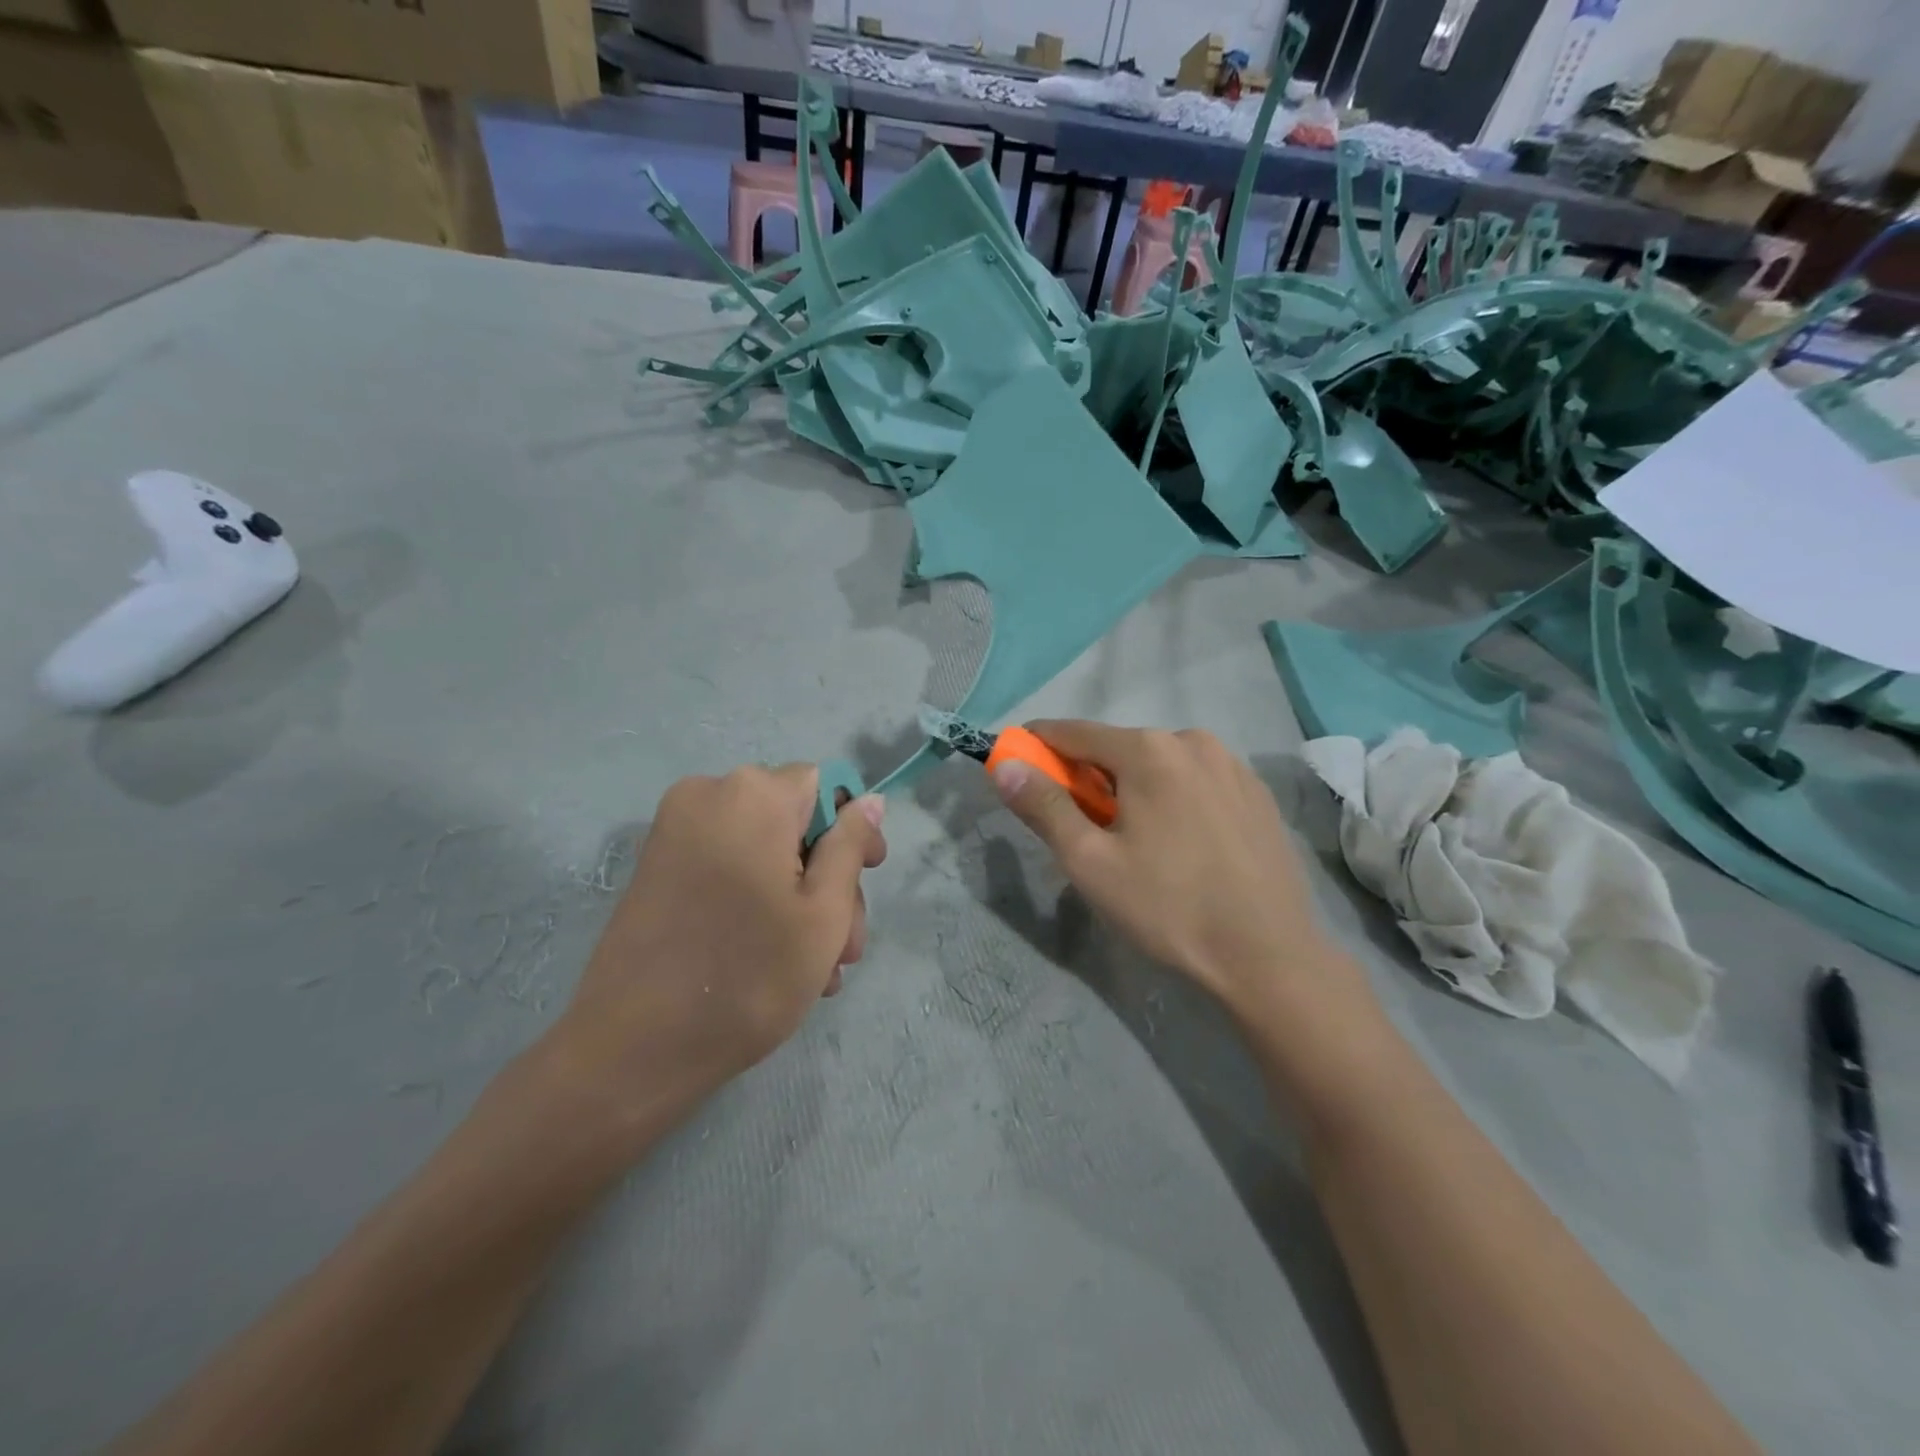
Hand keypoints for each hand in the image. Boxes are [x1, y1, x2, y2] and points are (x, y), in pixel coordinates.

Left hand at [542, 765, 886, 1133]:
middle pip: (794, 821)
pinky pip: (728, 865)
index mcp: (753, 795)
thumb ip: (850, 846)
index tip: (868, 878)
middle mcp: (709, 795)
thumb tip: (869, 800)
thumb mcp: (823, 912)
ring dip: (796, 899)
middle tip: (845, 948)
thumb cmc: (748, 977)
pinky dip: (757, 898)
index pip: (824, 785)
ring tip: (816, 970)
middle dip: (827, 879)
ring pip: (763, 849)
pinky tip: (774, 957)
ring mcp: (676, 831)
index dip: (853, 828)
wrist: (631, 1051)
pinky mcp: (656, 866)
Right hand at [991, 721, 1369, 1031]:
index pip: (1072, 732)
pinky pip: (1195, 780)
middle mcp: (1192, 740)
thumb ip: (1044, 807)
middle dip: (1089, 776)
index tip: (1018, 768)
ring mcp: (1232, 764)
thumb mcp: (1090, 862)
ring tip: (1135, 841)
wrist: (1269, 956)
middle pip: (1118, 747)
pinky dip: (1172, 797)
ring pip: (1159, 763)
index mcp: (1149, 750)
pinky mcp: (1257, 792)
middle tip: (1081, 827)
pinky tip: (1181, 843)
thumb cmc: (1168, 908)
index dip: (1038, 747)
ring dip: (1133, 787)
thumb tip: (1005, 765)